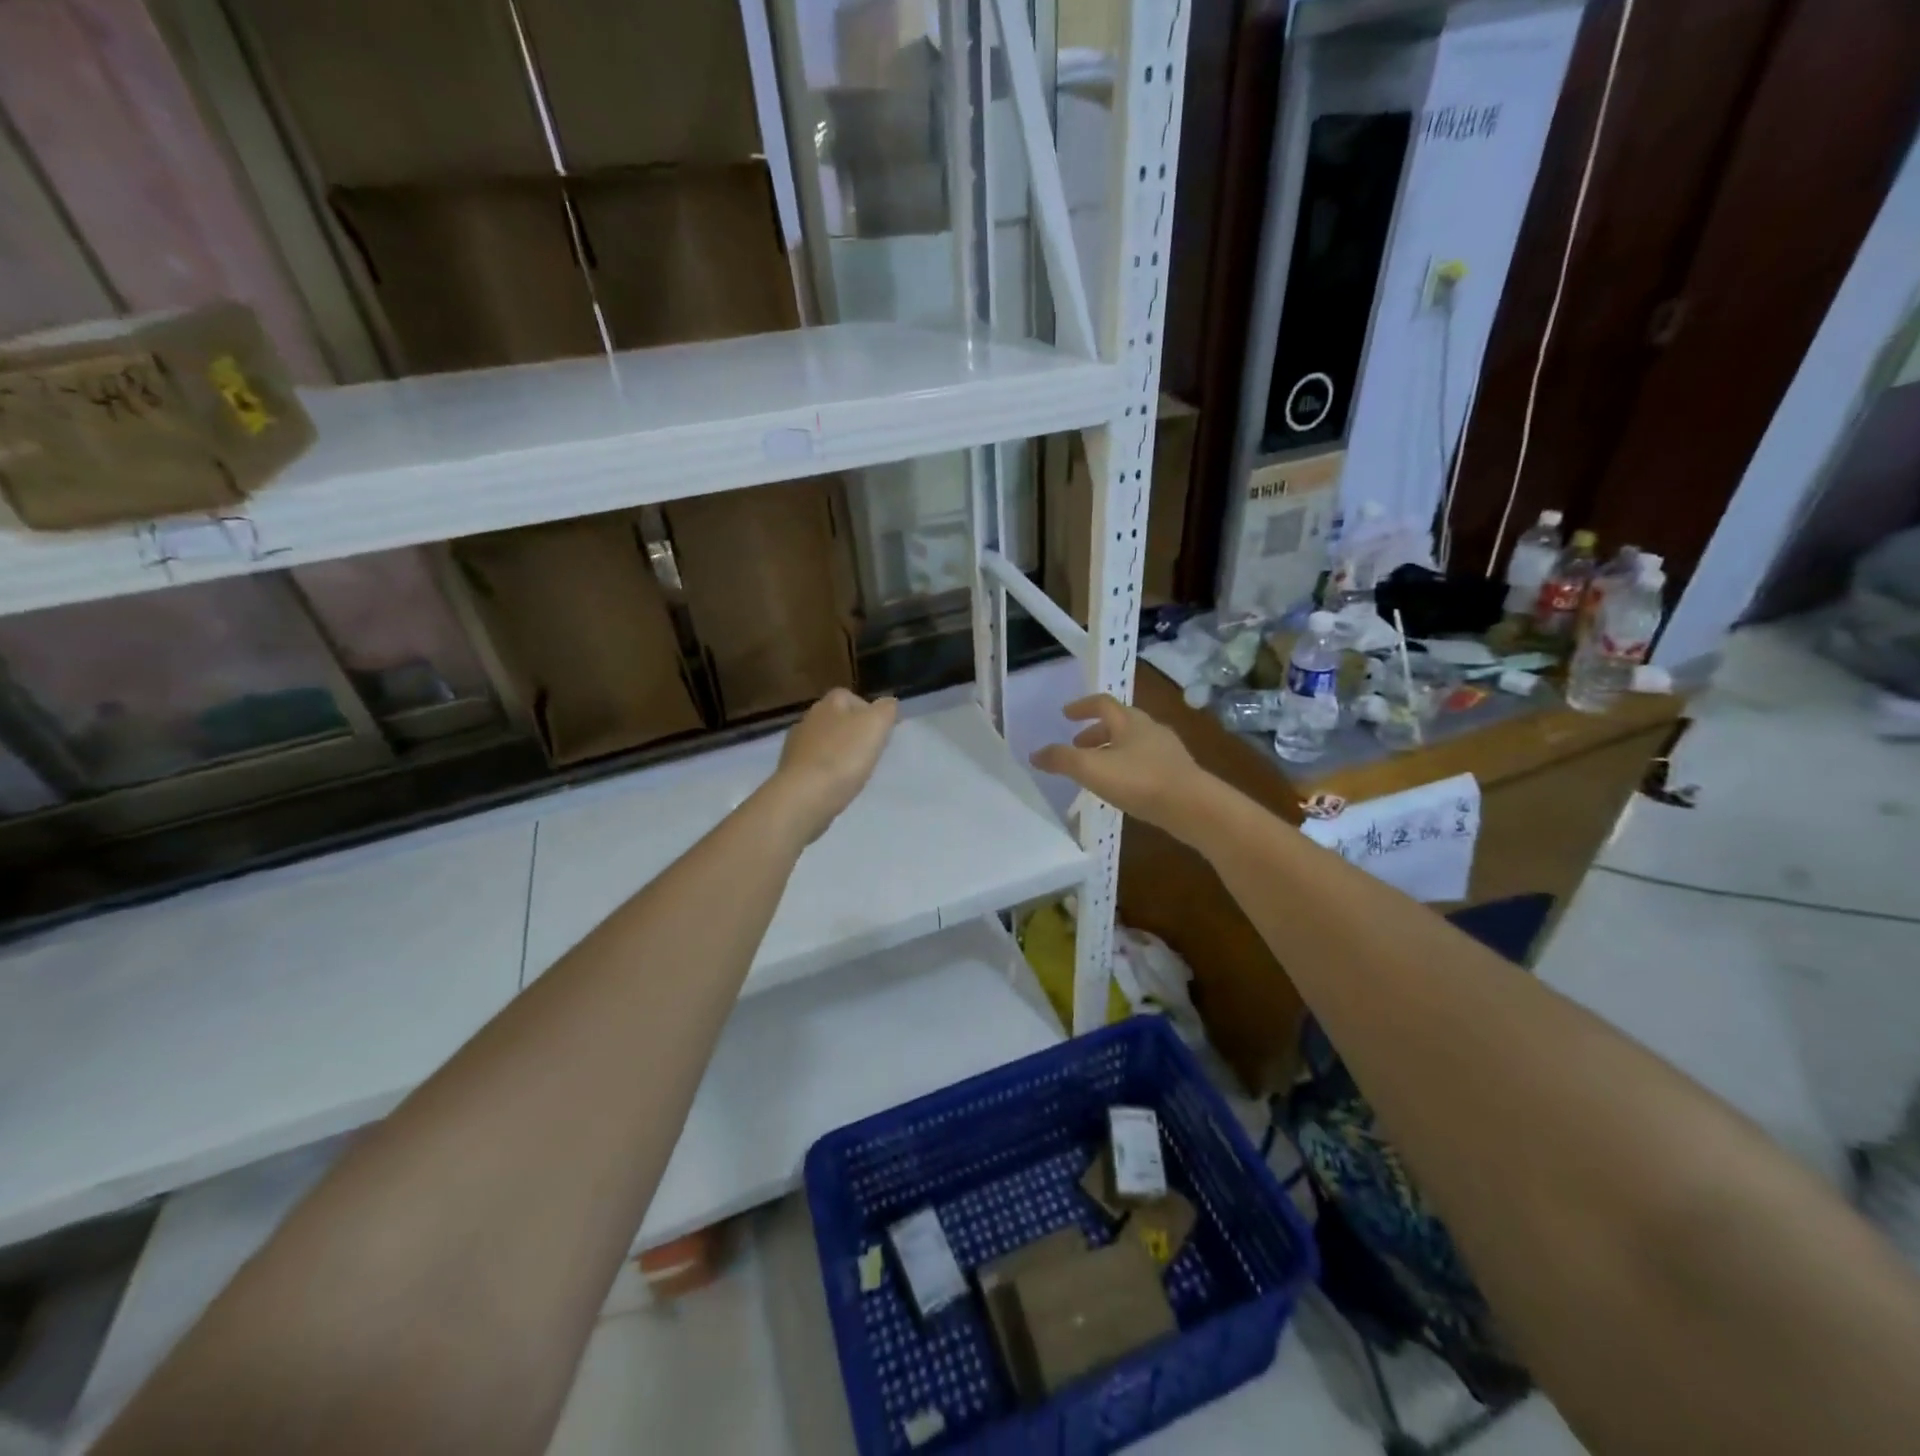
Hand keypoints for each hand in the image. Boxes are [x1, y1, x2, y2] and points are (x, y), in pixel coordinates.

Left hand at [769, 688, 898, 840]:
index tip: (880, 731)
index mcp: (829, 703)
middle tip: (870, 751)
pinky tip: (835, 784)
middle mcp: (809, 718)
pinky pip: (813, 764)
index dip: (867, 711)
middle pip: (835, 719)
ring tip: (854, 770)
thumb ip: (885, 710)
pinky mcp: (789, 770)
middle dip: (851, 731)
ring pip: (823, 741)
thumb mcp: (875, 726)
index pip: (850, 697)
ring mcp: (795, 745)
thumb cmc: (844, 757)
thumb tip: (888, 703)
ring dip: (837, 751)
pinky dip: (825, 769)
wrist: (804, 795)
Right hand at [1029, 694, 1204, 833]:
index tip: (1066, 715)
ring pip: (1133, 743)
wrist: (1193, 806)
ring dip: (1112, 750)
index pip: (1102, 703)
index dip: (1081, 707)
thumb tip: (1036, 754)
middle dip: (1095, 732)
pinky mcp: (1178, 772)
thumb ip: (1061, 759)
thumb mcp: (1091, 769)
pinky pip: (1146, 762)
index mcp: (1129, 721)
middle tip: (1077, 745)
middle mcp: (1150, 728)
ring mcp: (1167, 750)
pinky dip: (1128, 767)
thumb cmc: (1139, 780)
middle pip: (1119, 722)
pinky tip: (1124, 787)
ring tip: (1097, 769)